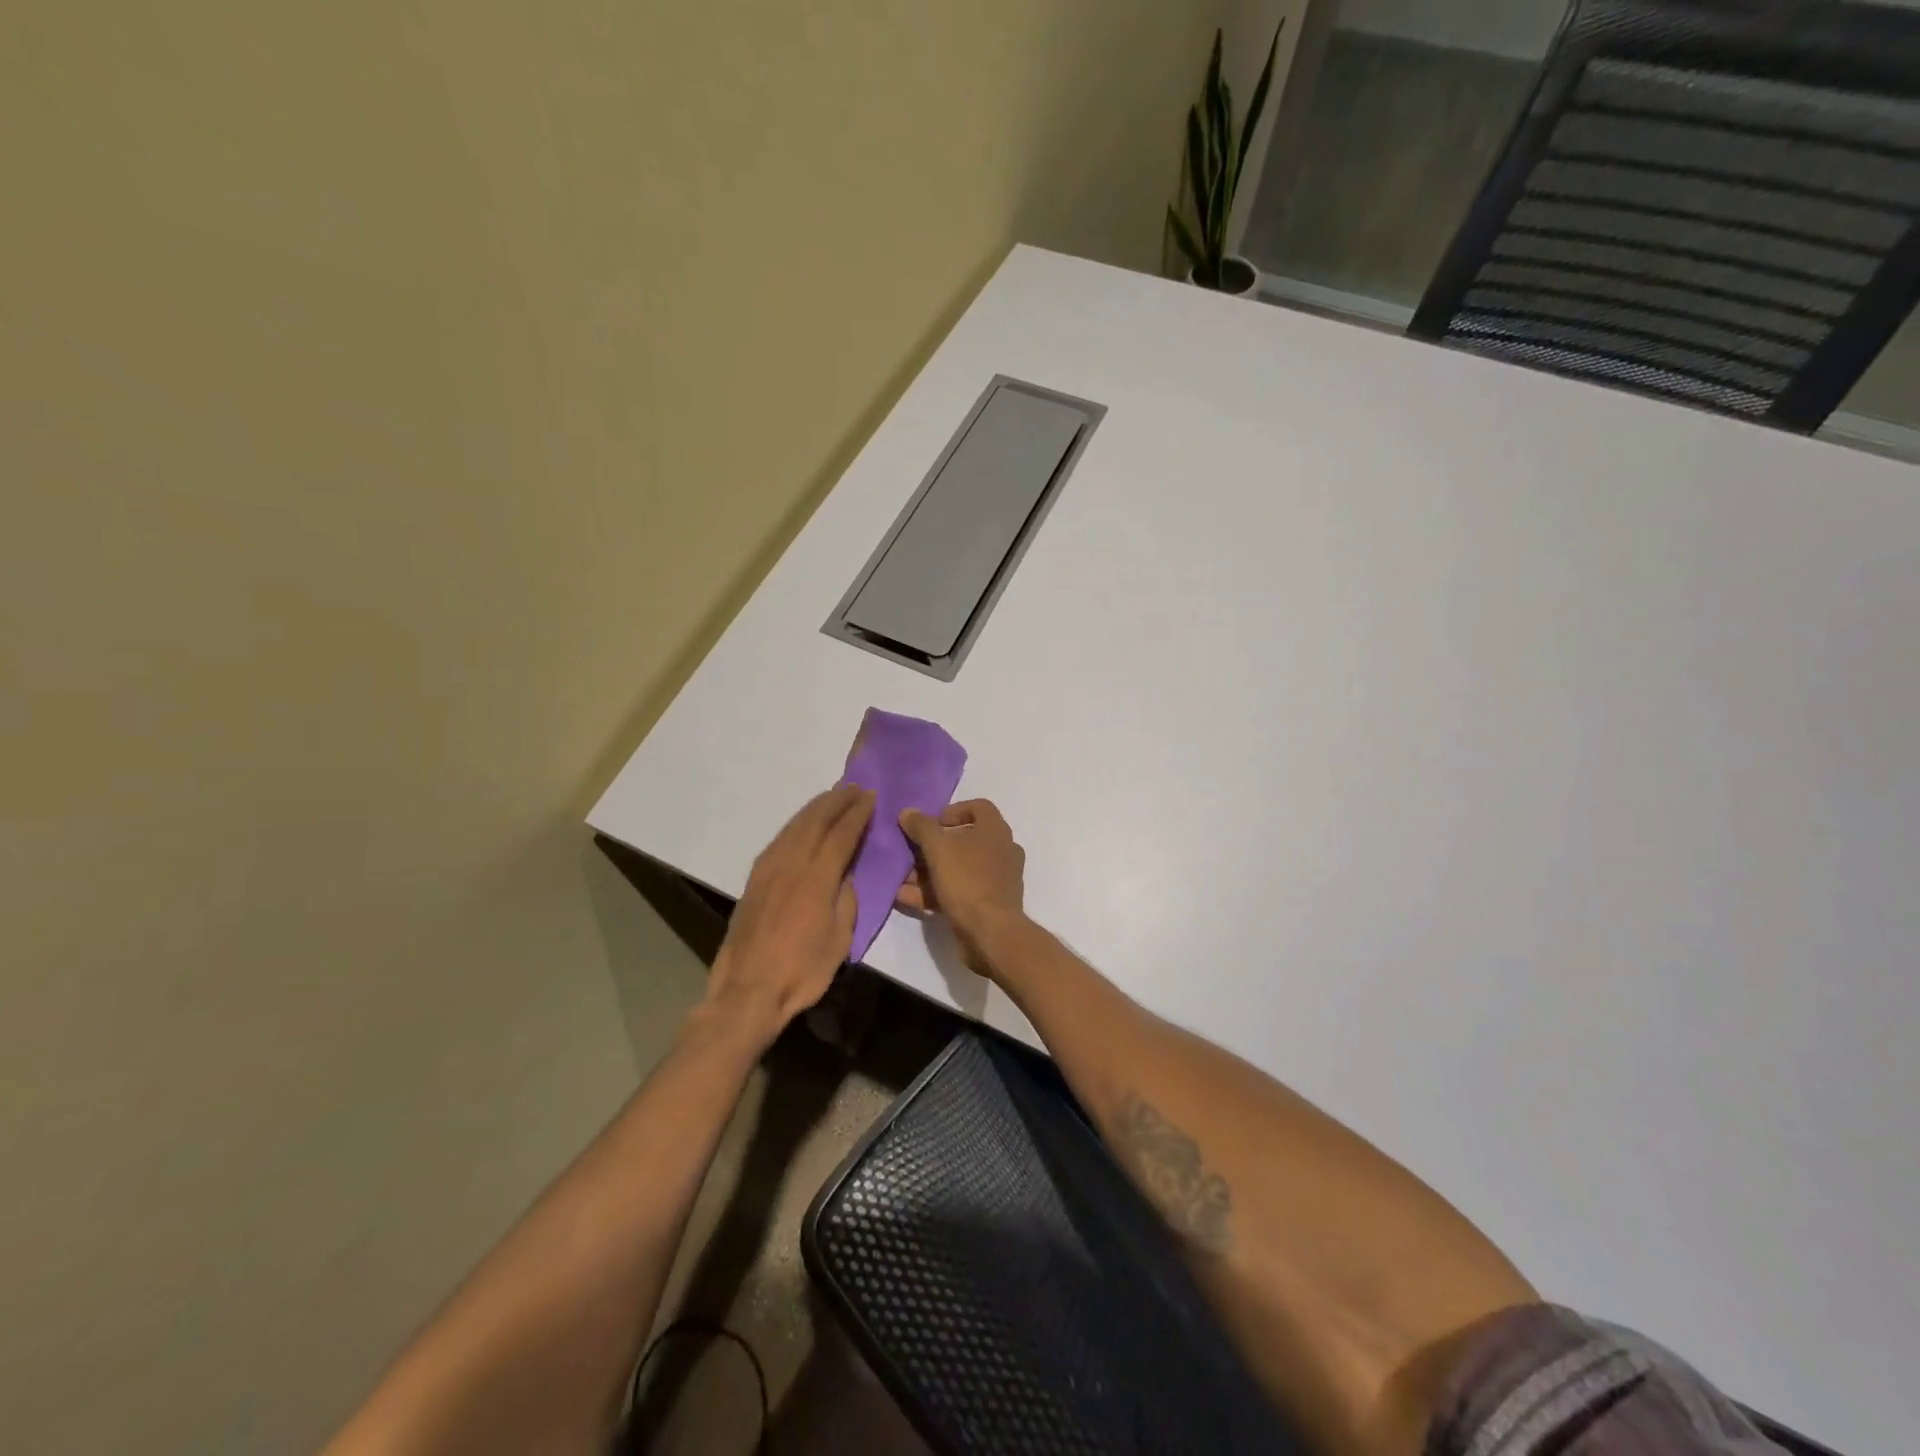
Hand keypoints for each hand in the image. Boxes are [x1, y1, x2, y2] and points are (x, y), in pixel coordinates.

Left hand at [702, 785, 873, 1048]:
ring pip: (794, 826)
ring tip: (831, 796)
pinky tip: (802, 824)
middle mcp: (791, 864)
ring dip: (815, 808)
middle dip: (836, 801)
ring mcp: (768, 869)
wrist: (748, 991)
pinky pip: (779, 840)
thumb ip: (846, 899)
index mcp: (817, 878)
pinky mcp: (754, 879)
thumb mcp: (839, 939)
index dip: (857, 813)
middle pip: (816, 821)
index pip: (841, 834)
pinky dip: (796, 824)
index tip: (870, 796)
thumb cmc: (802, 971)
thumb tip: (847, 874)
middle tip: (853, 787)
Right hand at [896, 799, 1026, 973]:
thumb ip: (921, 827)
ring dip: (928, 871)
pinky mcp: (988, 904)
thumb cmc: (967, 879)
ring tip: (901, 878)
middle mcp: (1000, 851)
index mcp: (995, 830)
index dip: (953, 811)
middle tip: (910, 852)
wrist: (990, 932)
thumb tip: (908, 812)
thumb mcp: (938, 847)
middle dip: (933, 846)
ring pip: (958, 868)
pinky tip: (905, 897)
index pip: (979, 807)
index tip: (931, 824)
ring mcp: (996, 879)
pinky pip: (958, 891)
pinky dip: (934, 892)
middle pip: (964, 840)